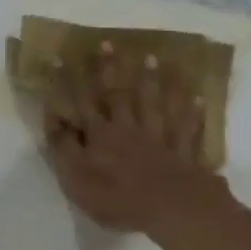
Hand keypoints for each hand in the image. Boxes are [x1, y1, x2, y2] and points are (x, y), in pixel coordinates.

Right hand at [42, 43, 225, 236]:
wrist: (171, 207)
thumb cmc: (117, 198)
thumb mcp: (76, 178)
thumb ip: (63, 148)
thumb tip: (53, 117)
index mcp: (100, 135)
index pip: (81, 101)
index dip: (69, 80)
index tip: (60, 55)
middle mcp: (128, 128)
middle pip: (119, 94)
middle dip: (110, 68)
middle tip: (107, 42)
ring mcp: (159, 137)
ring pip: (154, 102)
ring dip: (152, 80)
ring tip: (152, 56)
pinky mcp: (183, 151)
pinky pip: (187, 126)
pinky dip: (191, 111)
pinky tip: (197, 96)